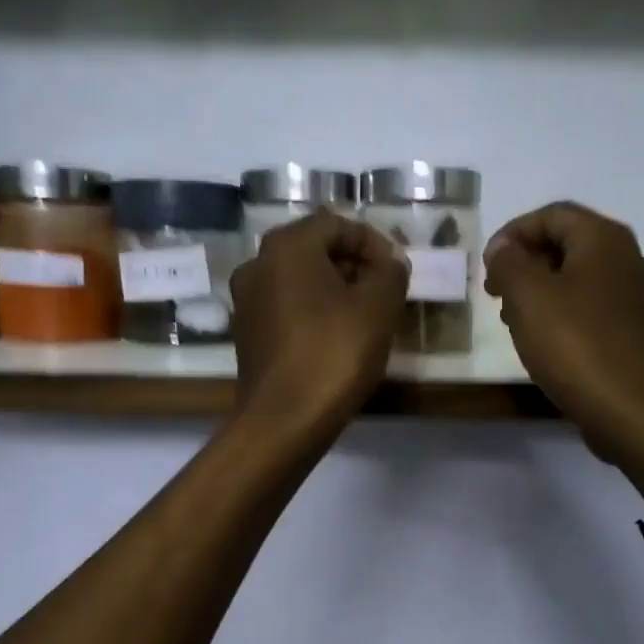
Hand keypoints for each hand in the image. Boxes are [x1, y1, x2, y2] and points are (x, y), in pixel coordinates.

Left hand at [231, 209, 407, 440]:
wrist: (285, 420)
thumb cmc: (335, 353)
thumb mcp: (379, 306)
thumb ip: (390, 272)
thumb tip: (390, 263)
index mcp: (286, 246)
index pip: (337, 224)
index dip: (373, 243)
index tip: (397, 271)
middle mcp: (257, 264)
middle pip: (314, 249)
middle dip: (354, 265)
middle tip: (384, 292)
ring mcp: (246, 301)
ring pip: (299, 280)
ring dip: (334, 290)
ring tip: (365, 316)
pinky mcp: (246, 334)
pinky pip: (286, 308)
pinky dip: (313, 312)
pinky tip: (336, 338)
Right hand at [483, 202, 643, 478]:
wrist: (633, 410)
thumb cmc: (576, 345)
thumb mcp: (528, 296)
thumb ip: (509, 263)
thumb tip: (504, 249)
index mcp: (604, 240)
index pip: (552, 214)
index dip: (513, 233)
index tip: (487, 265)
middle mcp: (627, 259)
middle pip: (568, 243)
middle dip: (526, 262)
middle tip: (496, 292)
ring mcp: (637, 298)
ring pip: (578, 278)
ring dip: (541, 290)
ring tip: (513, 320)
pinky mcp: (636, 332)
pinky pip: (592, 308)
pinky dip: (562, 313)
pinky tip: (544, 341)